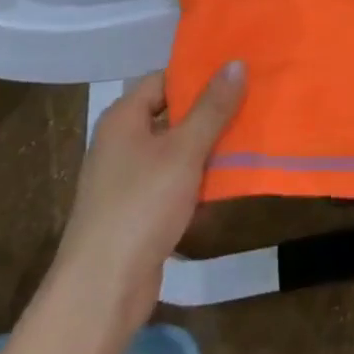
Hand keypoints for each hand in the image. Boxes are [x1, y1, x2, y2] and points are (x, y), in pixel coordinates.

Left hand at [50, 62, 245, 326]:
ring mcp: (127, 180)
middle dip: (209, 112)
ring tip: (249, 138)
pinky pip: (172, 183)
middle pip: (171, 115)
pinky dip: (196, 181)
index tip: (236, 72)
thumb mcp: (184, 150)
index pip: (164, 79)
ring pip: (175, 151)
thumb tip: (236, 62)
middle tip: (251, 102)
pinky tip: (227, 183)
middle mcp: (121, 143)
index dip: (198, 75)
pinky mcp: (136, 213)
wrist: (102, 291)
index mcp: (123, 119)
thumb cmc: (141, 205)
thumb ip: (212, 107)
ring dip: (207, 148)